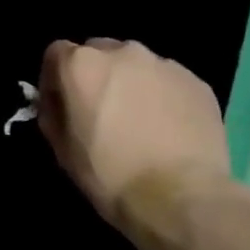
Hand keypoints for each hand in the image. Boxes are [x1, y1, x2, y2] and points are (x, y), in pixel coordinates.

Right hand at [37, 39, 234, 245]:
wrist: (179, 197)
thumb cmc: (110, 175)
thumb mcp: (63, 150)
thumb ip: (54, 115)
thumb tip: (59, 104)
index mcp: (82, 64)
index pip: (57, 53)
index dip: (55, 79)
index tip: (62, 106)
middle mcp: (123, 52)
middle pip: (99, 52)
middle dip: (95, 76)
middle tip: (102, 111)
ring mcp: (164, 64)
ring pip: (137, 66)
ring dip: (131, 84)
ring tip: (140, 122)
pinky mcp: (196, 81)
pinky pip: (168, 81)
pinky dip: (163, 97)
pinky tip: (168, 129)